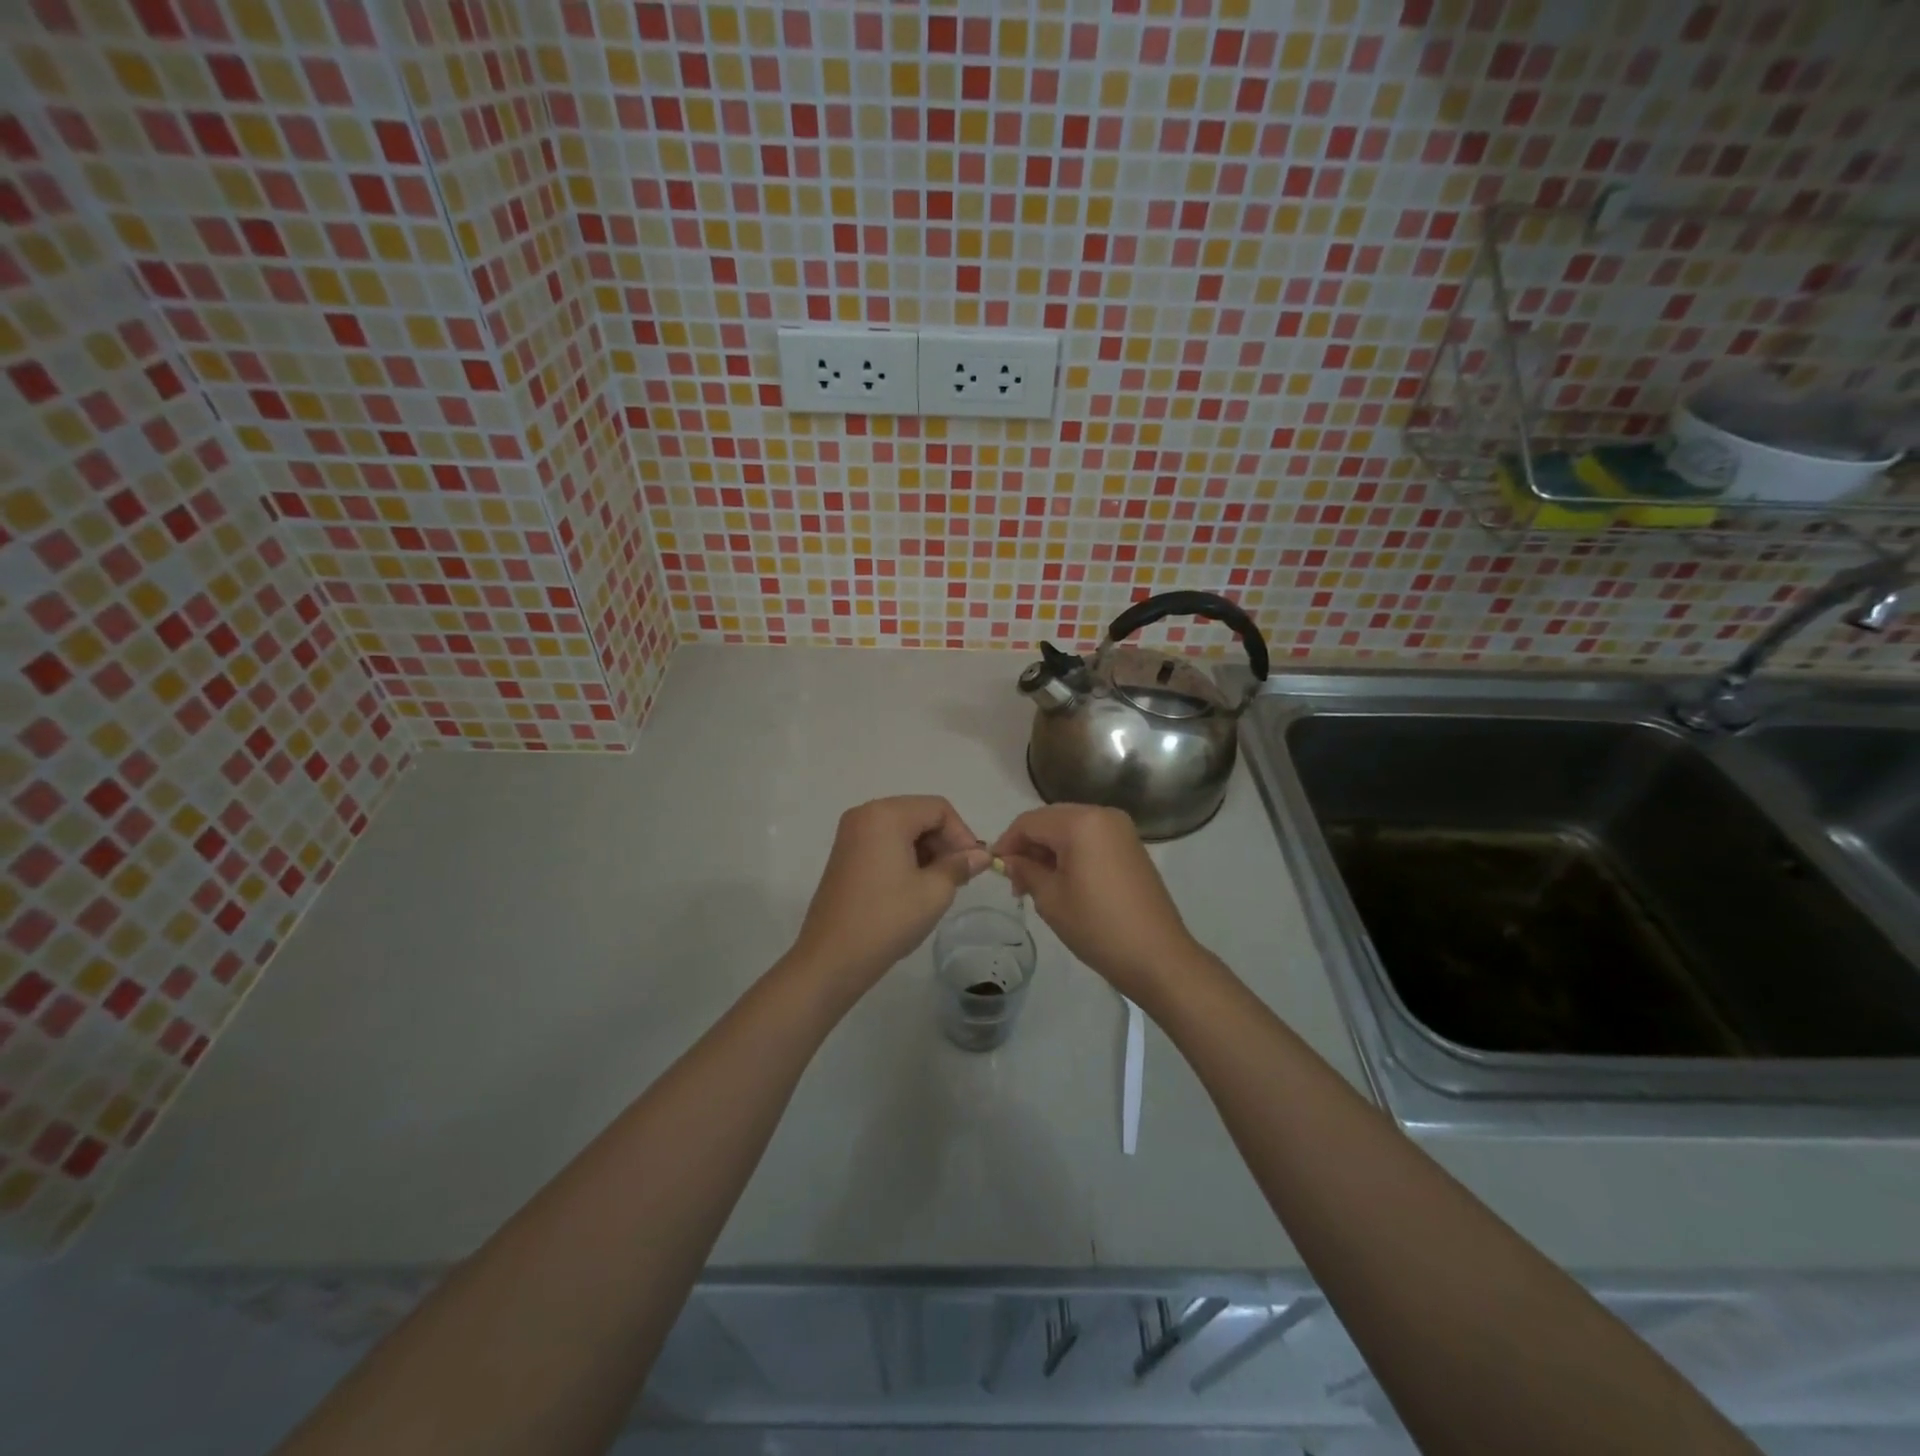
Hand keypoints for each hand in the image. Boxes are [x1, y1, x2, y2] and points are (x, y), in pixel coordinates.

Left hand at [788, 796, 990, 1002]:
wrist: (832, 958)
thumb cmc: (887, 919)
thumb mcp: (934, 892)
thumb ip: (960, 866)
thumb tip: (981, 855)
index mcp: (886, 815)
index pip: (938, 808)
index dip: (962, 834)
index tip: (973, 866)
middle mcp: (865, 814)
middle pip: (919, 814)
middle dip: (944, 842)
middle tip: (960, 877)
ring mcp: (851, 834)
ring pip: (903, 829)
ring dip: (927, 850)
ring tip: (940, 884)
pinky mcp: (845, 854)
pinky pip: (885, 842)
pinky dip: (906, 856)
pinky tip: (916, 886)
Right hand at [992, 804, 1199, 1002]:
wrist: (1157, 956)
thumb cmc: (1097, 926)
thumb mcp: (1050, 899)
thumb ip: (1025, 871)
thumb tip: (1010, 861)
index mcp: (1081, 822)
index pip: (1030, 821)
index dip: (1007, 842)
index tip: (993, 867)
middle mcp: (1103, 815)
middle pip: (1051, 820)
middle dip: (1029, 845)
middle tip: (1015, 880)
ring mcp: (1121, 830)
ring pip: (1071, 828)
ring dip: (1049, 849)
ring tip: (1037, 885)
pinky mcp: (1131, 846)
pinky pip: (1091, 838)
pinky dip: (1071, 852)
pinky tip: (1063, 881)